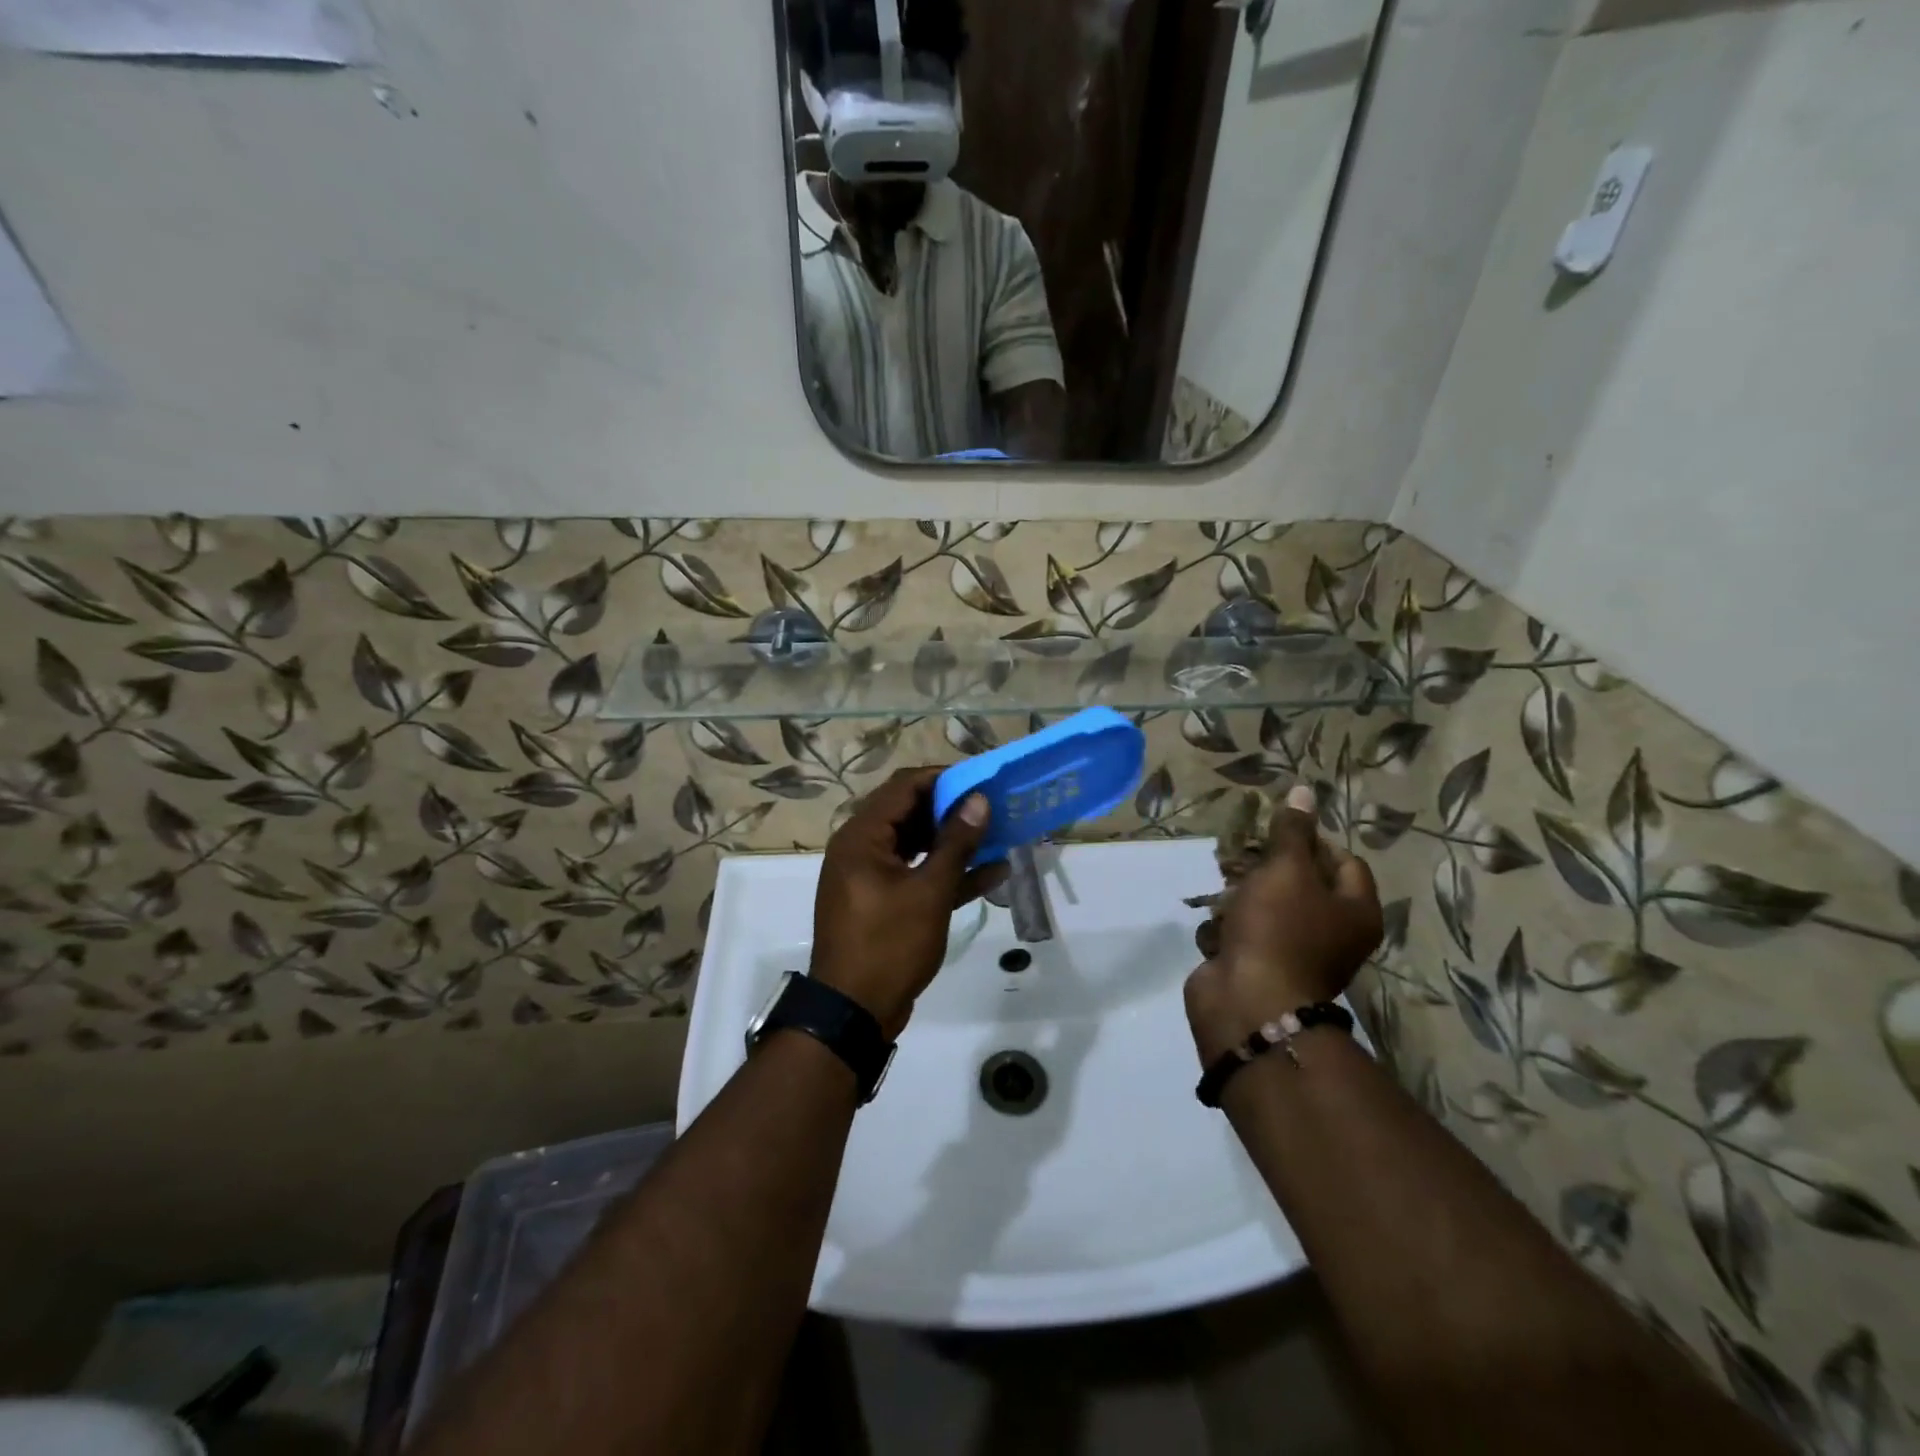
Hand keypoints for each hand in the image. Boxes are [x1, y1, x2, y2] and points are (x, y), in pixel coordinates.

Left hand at [811, 766, 1001, 1038]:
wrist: (852, 1014)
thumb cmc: (888, 945)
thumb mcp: (929, 892)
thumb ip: (956, 843)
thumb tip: (979, 799)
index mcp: (862, 837)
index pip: (904, 787)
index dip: (944, 779)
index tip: (982, 781)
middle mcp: (861, 848)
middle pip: (909, 813)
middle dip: (952, 810)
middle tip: (994, 807)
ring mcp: (871, 876)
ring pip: (916, 844)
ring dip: (953, 841)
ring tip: (997, 835)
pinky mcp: (882, 902)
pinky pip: (916, 874)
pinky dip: (946, 872)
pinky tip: (991, 873)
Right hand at [1185, 784, 1383, 1062]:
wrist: (1247, 1002)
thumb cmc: (1278, 929)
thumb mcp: (1286, 868)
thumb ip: (1292, 830)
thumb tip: (1304, 790)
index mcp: (1355, 910)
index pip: (1343, 859)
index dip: (1311, 842)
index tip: (1276, 837)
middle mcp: (1332, 932)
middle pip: (1301, 881)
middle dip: (1266, 867)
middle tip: (1242, 860)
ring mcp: (1293, 951)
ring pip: (1265, 904)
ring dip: (1240, 894)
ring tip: (1223, 889)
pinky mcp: (1258, 965)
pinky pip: (1243, 932)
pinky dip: (1227, 926)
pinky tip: (1217, 925)